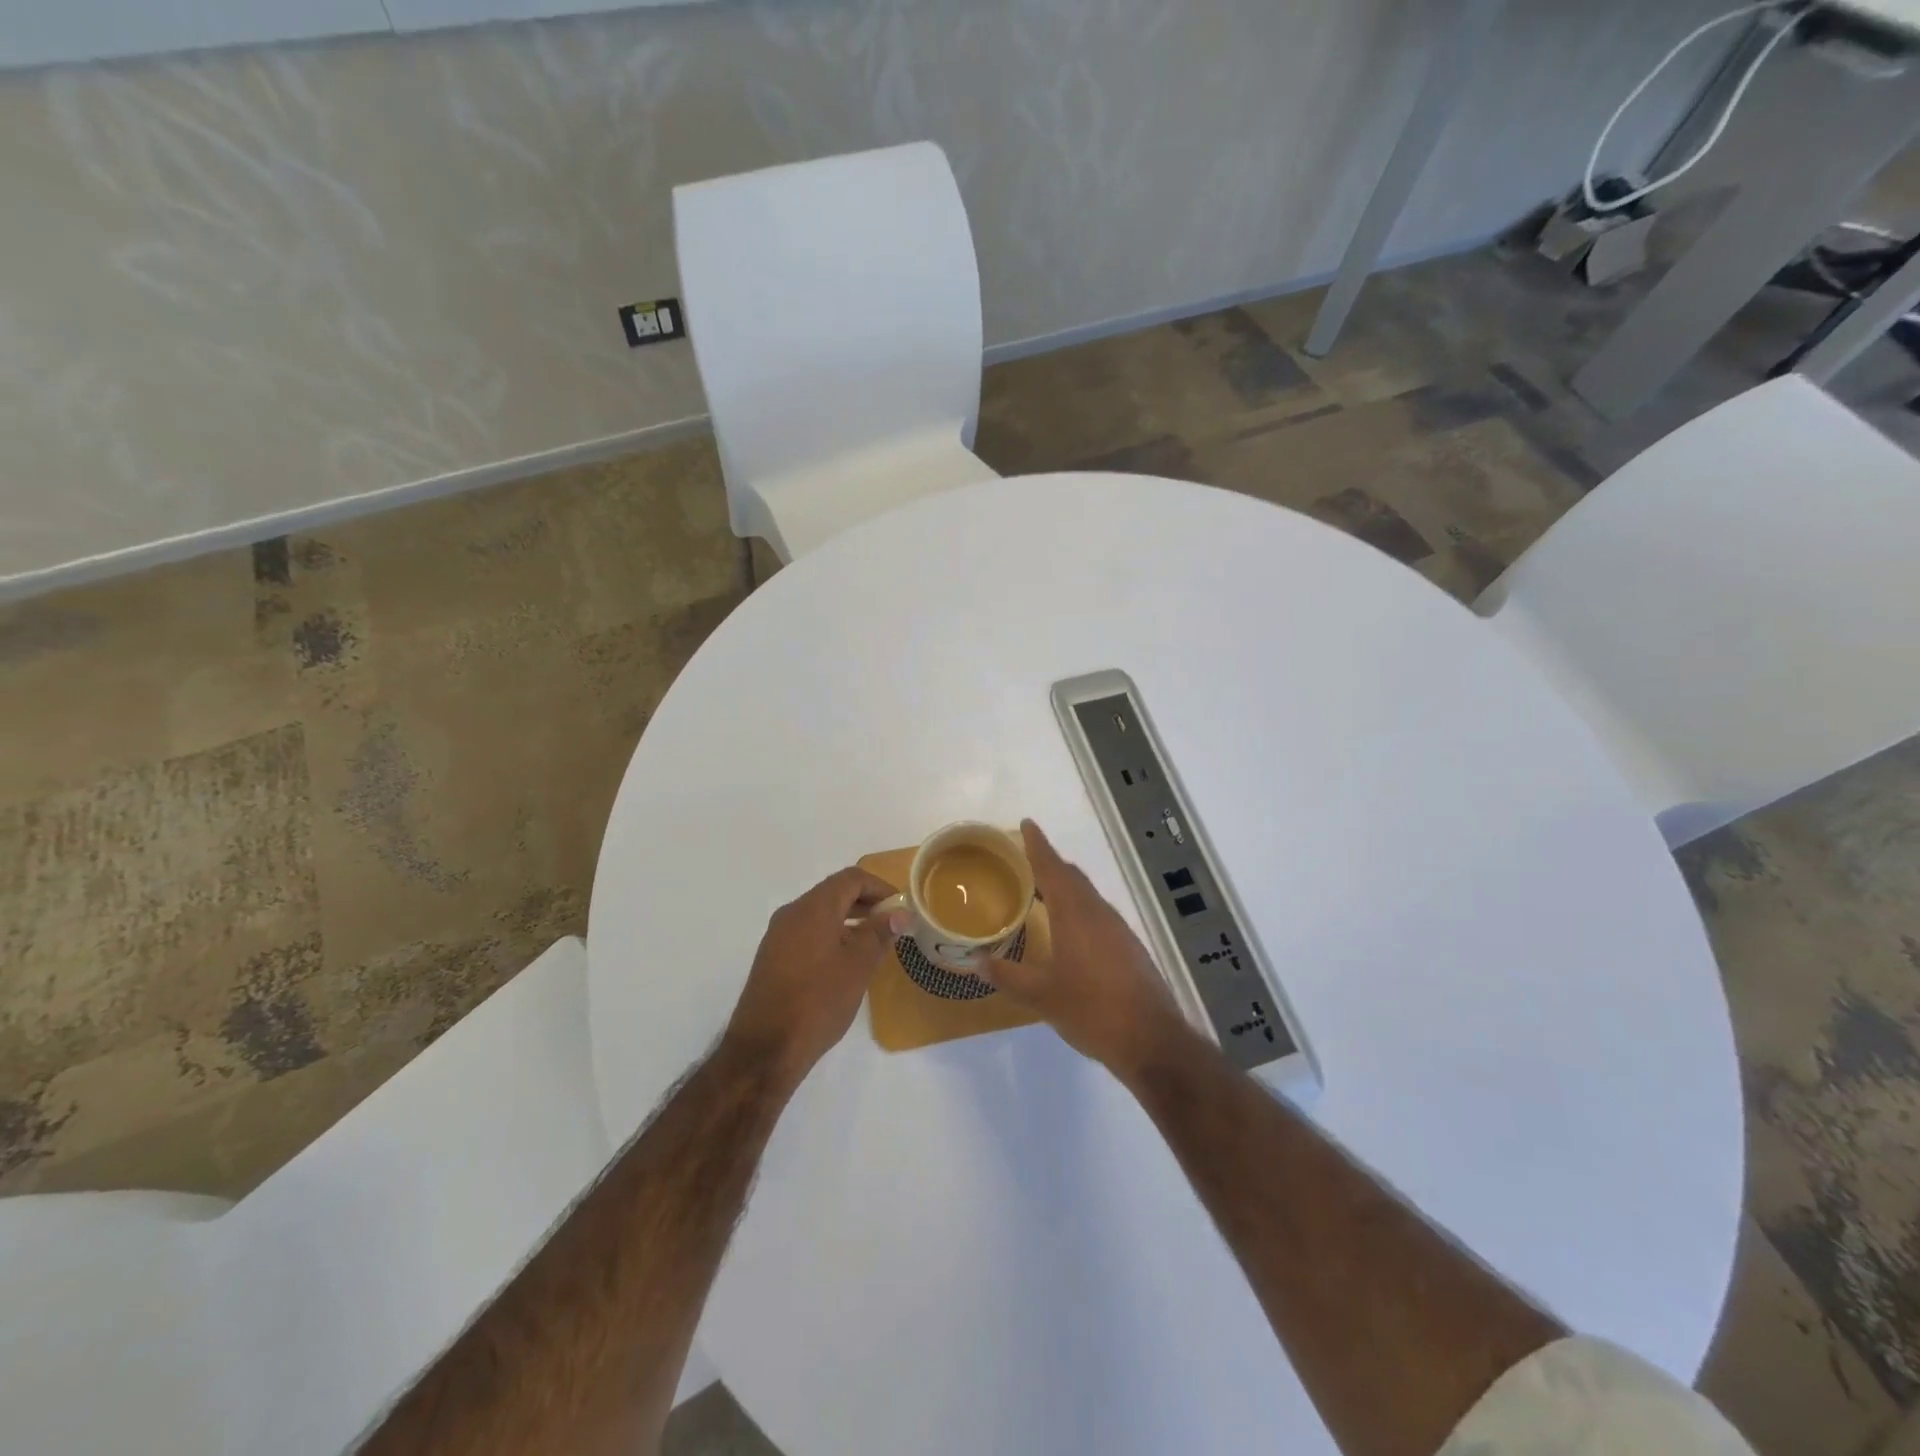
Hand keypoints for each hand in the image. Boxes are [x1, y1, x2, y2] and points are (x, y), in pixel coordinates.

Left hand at [725, 866, 902, 1085]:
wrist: (765, 1048)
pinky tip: (844, 963)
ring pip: (819, 914)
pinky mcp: (772, 958)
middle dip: (865, 903)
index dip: (879, 887)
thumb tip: (901, 913)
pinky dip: (830, 936)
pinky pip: (806, 933)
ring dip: (848, 920)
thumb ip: (880, 933)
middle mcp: (792, 913)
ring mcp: (778, 936)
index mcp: (813, 907)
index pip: (851, 878)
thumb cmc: (819, 1001)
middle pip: (834, 893)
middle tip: (891, 924)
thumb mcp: (859, 965)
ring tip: (872, 945)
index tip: (900, 908)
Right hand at [982, 820, 1191, 1081]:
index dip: (1037, 845)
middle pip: (1072, 877)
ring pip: (1088, 896)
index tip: (1027, 824)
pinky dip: (1079, 909)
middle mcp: (1098, 913)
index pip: (1052, 868)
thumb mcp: (1041, 996)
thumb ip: (1008, 976)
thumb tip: (977, 962)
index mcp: (1074, 914)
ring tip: (1043, 892)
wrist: (1150, 1039)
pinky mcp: (1130, 947)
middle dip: (1050, 863)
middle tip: (1027, 859)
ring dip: (1066, 887)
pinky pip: (1099, 914)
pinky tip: (1070, 930)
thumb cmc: (1091, 1010)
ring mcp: (1118, 929)